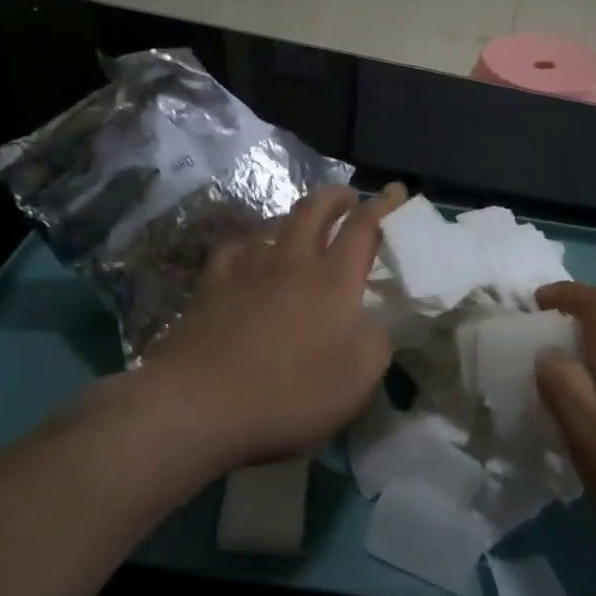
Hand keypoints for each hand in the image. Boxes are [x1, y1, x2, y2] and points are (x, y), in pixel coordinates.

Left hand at [99, 183, 406, 477]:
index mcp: (334, 280)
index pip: (364, 227)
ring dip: (295, 217)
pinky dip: (249, 243)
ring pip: (275, 224)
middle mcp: (292, 262)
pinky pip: (234, 248)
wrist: (199, 405)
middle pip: (315, 210)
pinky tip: (249, 252)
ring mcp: (247, 271)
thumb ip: (376, 341)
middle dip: (336, 197)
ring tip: (304, 224)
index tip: (396, 190)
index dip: (383, 205)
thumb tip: (374, 322)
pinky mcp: (211, 287)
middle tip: (349, 198)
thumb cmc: (290, 393)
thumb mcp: (359, 378)